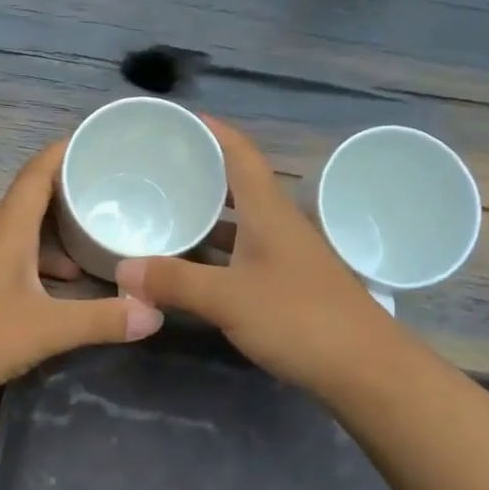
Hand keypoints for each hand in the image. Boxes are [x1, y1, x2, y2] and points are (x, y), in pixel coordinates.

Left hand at [0, 139, 163, 408]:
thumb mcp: (45, 329)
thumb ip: (100, 320)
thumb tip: (156, 313)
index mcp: (8, 230)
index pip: (38, 172)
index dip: (67, 150)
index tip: (102, 142)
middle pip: (35, 200)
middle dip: (75, 193)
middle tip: (119, 193)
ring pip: (26, 235)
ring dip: (61, 234)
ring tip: (101, 240)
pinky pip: (17, 261)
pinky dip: (45, 264)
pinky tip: (66, 286)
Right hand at [117, 116, 388, 396]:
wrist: (365, 369)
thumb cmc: (299, 318)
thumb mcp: (228, 298)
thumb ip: (175, 281)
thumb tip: (123, 269)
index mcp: (268, 212)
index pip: (240, 154)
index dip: (212, 131)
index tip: (177, 120)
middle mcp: (279, 225)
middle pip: (238, 187)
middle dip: (201, 175)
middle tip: (156, 173)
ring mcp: (287, 257)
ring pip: (240, 225)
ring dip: (207, 218)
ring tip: (165, 216)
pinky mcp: (289, 285)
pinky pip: (244, 255)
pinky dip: (216, 255)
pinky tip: (192, 268)